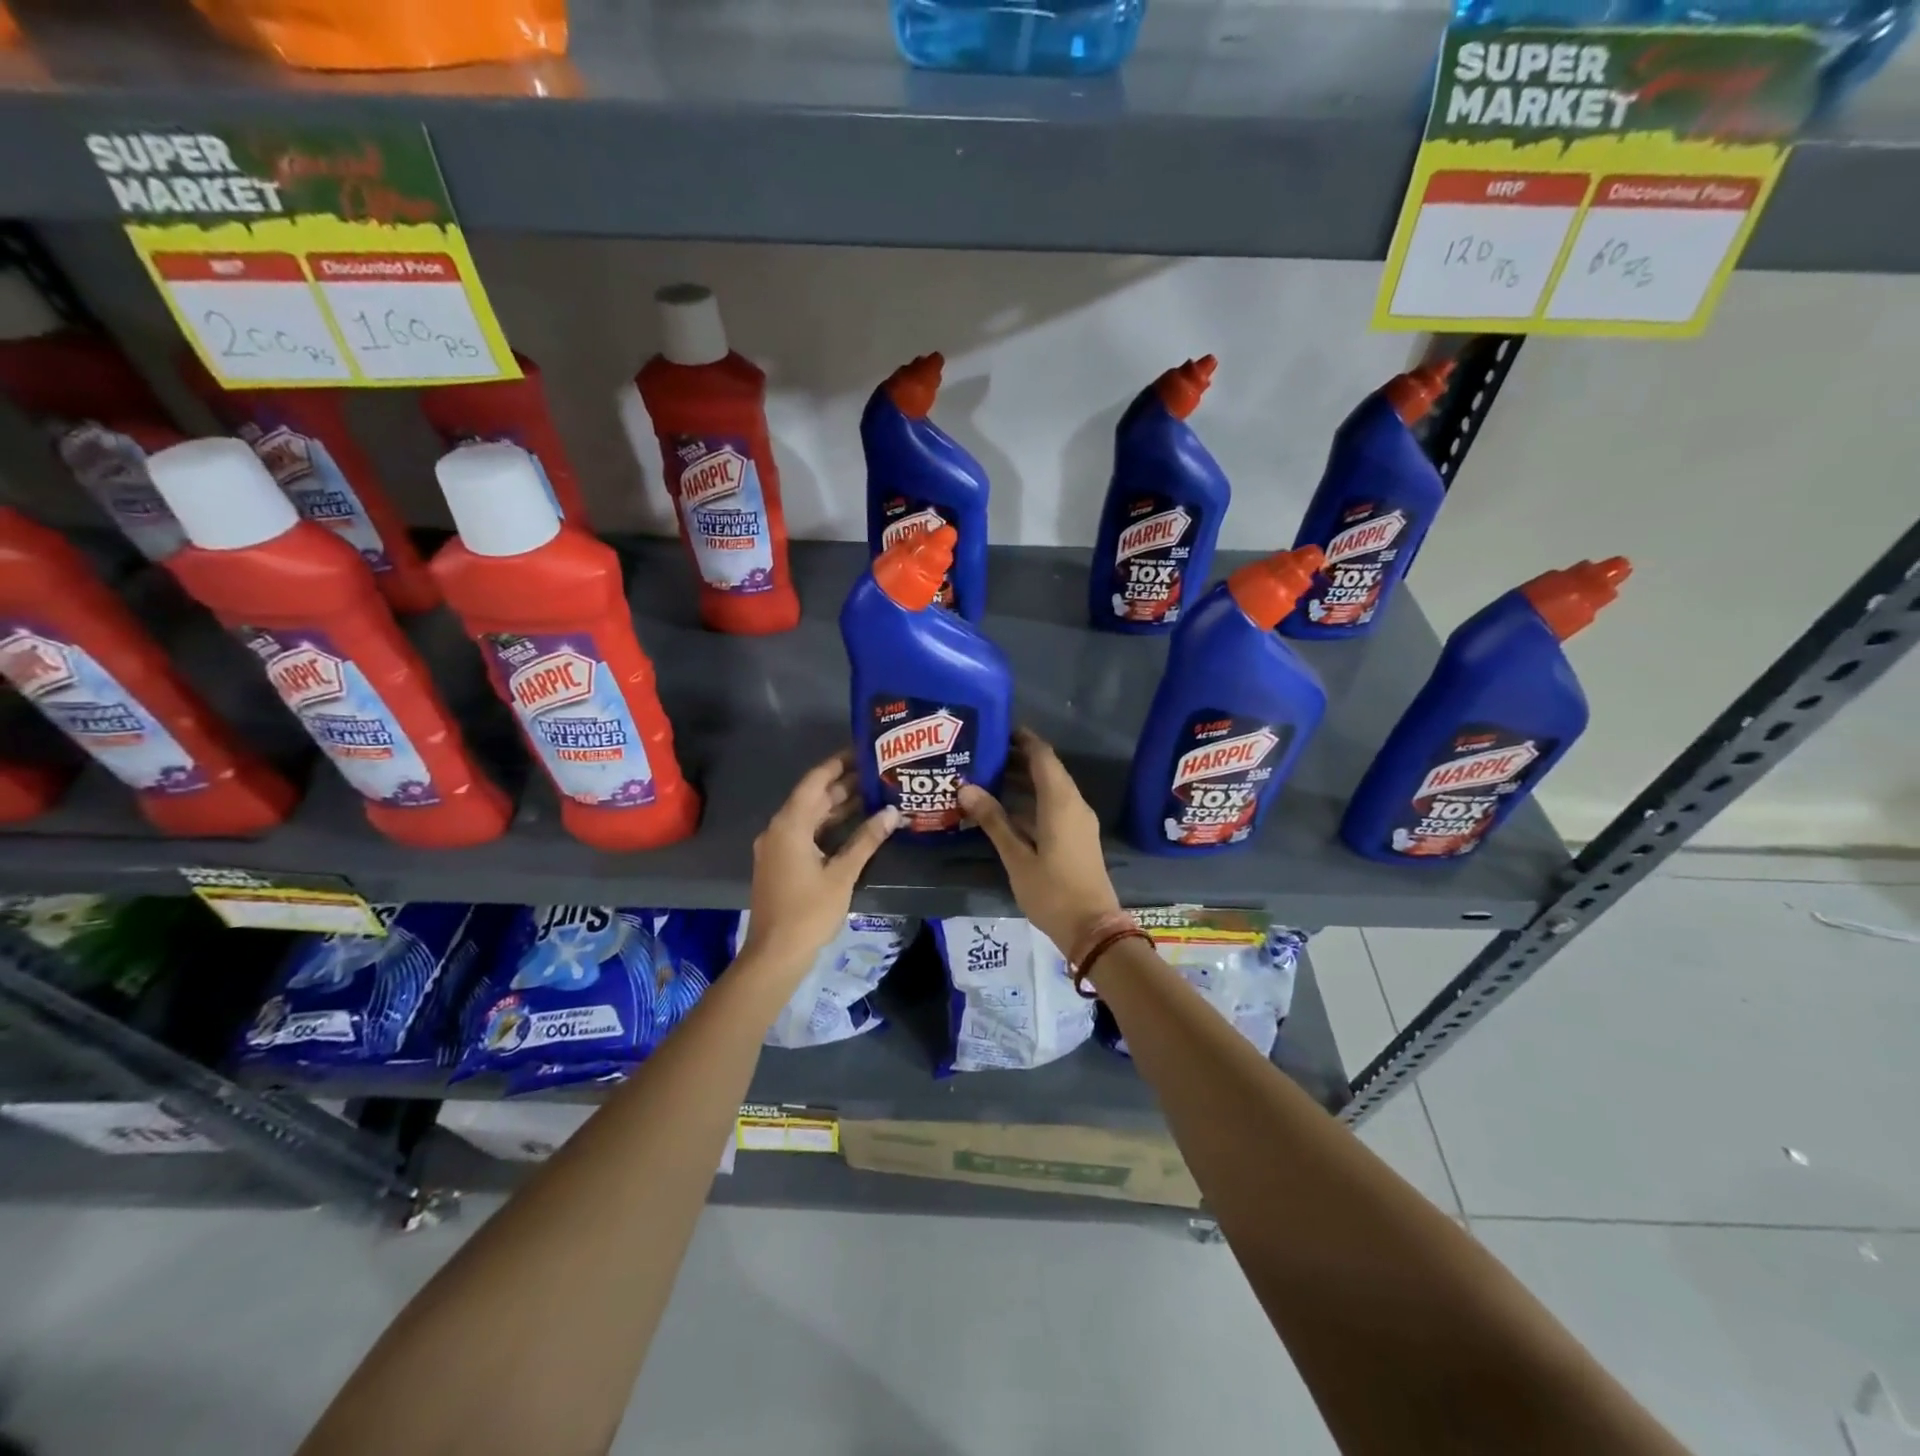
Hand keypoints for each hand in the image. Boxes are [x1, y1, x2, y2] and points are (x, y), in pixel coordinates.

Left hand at [740, 752, 899, 979]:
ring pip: (810, 816)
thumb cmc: (808, 912)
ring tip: (874, 792)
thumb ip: (867, 840)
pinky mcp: (782, 862)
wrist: (775, 954)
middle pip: (813, 797)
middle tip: (878, 771)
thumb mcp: (842, 874)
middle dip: (844, 784)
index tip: (863, 749)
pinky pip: (806, 832)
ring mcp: (777, 847)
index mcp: (790, 825)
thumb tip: (892, 812)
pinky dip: (829, 825)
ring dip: (838, 805)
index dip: (838, 763)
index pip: (815, 781)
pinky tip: (855, 824)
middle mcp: (779, 829)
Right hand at [959, 728, 1121, 953]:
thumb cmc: (1052, 892)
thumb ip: (993, 820)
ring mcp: (1079, 821)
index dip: (1022, 739)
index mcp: (1061, 802)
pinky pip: (1055, 805)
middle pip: (1047, 769)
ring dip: (1024, 779)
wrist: (1092, 929)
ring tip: (988, 775)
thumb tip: (966, 788)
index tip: (996, 728)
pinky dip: (1033, 799)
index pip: (1042, 755)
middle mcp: (1074, 804)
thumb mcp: (1017, 857)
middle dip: (1018, 758)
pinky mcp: (1078, 836)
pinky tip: (1007, 808)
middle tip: (983, 752)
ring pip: (1051, 788)